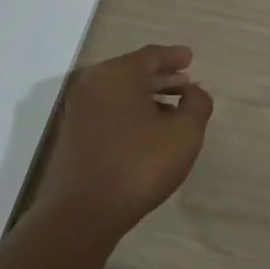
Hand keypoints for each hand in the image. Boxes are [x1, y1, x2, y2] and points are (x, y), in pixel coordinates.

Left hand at [33, 45, 214, 241]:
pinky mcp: (72, 135)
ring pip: (120, 93)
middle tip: (186, 84)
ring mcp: (78, 110)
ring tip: (173, 110)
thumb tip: (194, 91)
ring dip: (147, 97)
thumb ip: (197, 104)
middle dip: (162, 77)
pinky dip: (130, 112)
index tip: (190, 58)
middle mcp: (92, 84)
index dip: (174, 56)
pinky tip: (148, 131)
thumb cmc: (138, 165)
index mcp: (117, 74)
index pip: (151, 55)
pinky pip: (108, 111)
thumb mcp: (184, 133)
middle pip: (133, 72)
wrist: (82, 213)